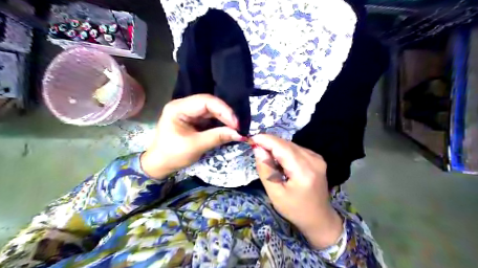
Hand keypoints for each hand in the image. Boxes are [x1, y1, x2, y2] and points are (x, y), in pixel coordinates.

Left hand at [139, 95, 242, 178]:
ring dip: (224, 119)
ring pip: (212, 110)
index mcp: (178, 108)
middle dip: (225, 115)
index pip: (205, 102)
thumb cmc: (173, 155)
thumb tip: (239, 134)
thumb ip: (217, 137)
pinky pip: (210, 117)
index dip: (223, 110)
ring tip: (236, 128)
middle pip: (210, 104)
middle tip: (238, 127)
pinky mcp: (194, 119)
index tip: (236, 124)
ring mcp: (189, 112)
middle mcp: (184, 106)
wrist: (160, 164)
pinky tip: (228, 128)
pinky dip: (220, 123)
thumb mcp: (195, 146)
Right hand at [252, 135, 341, 249]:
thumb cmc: (295, 210)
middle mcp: (313, 159)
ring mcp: (317, 158)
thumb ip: (266, 169)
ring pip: (291, 145)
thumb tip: (257, 148)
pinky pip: (296, 149)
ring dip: (276, 147)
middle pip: (286, 144)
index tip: (250, 139)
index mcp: (303, 171)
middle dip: (269, 143)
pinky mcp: (317, 158)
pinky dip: (285, 151)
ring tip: (267, 157)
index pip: (282, 147)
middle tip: (255, 148)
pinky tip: (280, 161)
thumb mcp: (275, 193)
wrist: (319, 218)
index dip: (265, 140)